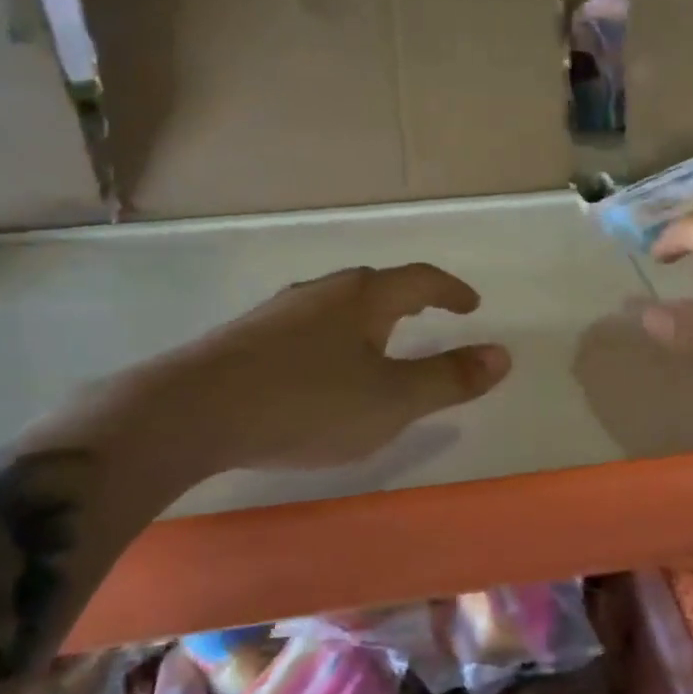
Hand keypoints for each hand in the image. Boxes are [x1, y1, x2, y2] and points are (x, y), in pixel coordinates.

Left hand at [124, 263, 510, 480]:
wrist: (189, 413)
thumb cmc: (307, 403)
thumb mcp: (392, 400)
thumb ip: (449, 379)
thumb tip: (503, 355)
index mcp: (363, 298)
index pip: (420, 280)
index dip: (451, 291)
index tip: (472, 306)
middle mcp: (322, 292)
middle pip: (376, 286)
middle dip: (409, 300)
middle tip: (429, 318)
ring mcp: (279, 313)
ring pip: (337, 306)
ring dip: (368, 320)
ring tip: (380, 344)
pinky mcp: (246, 338)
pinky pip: (307, 328)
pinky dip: (333, 340)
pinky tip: (322, 370)